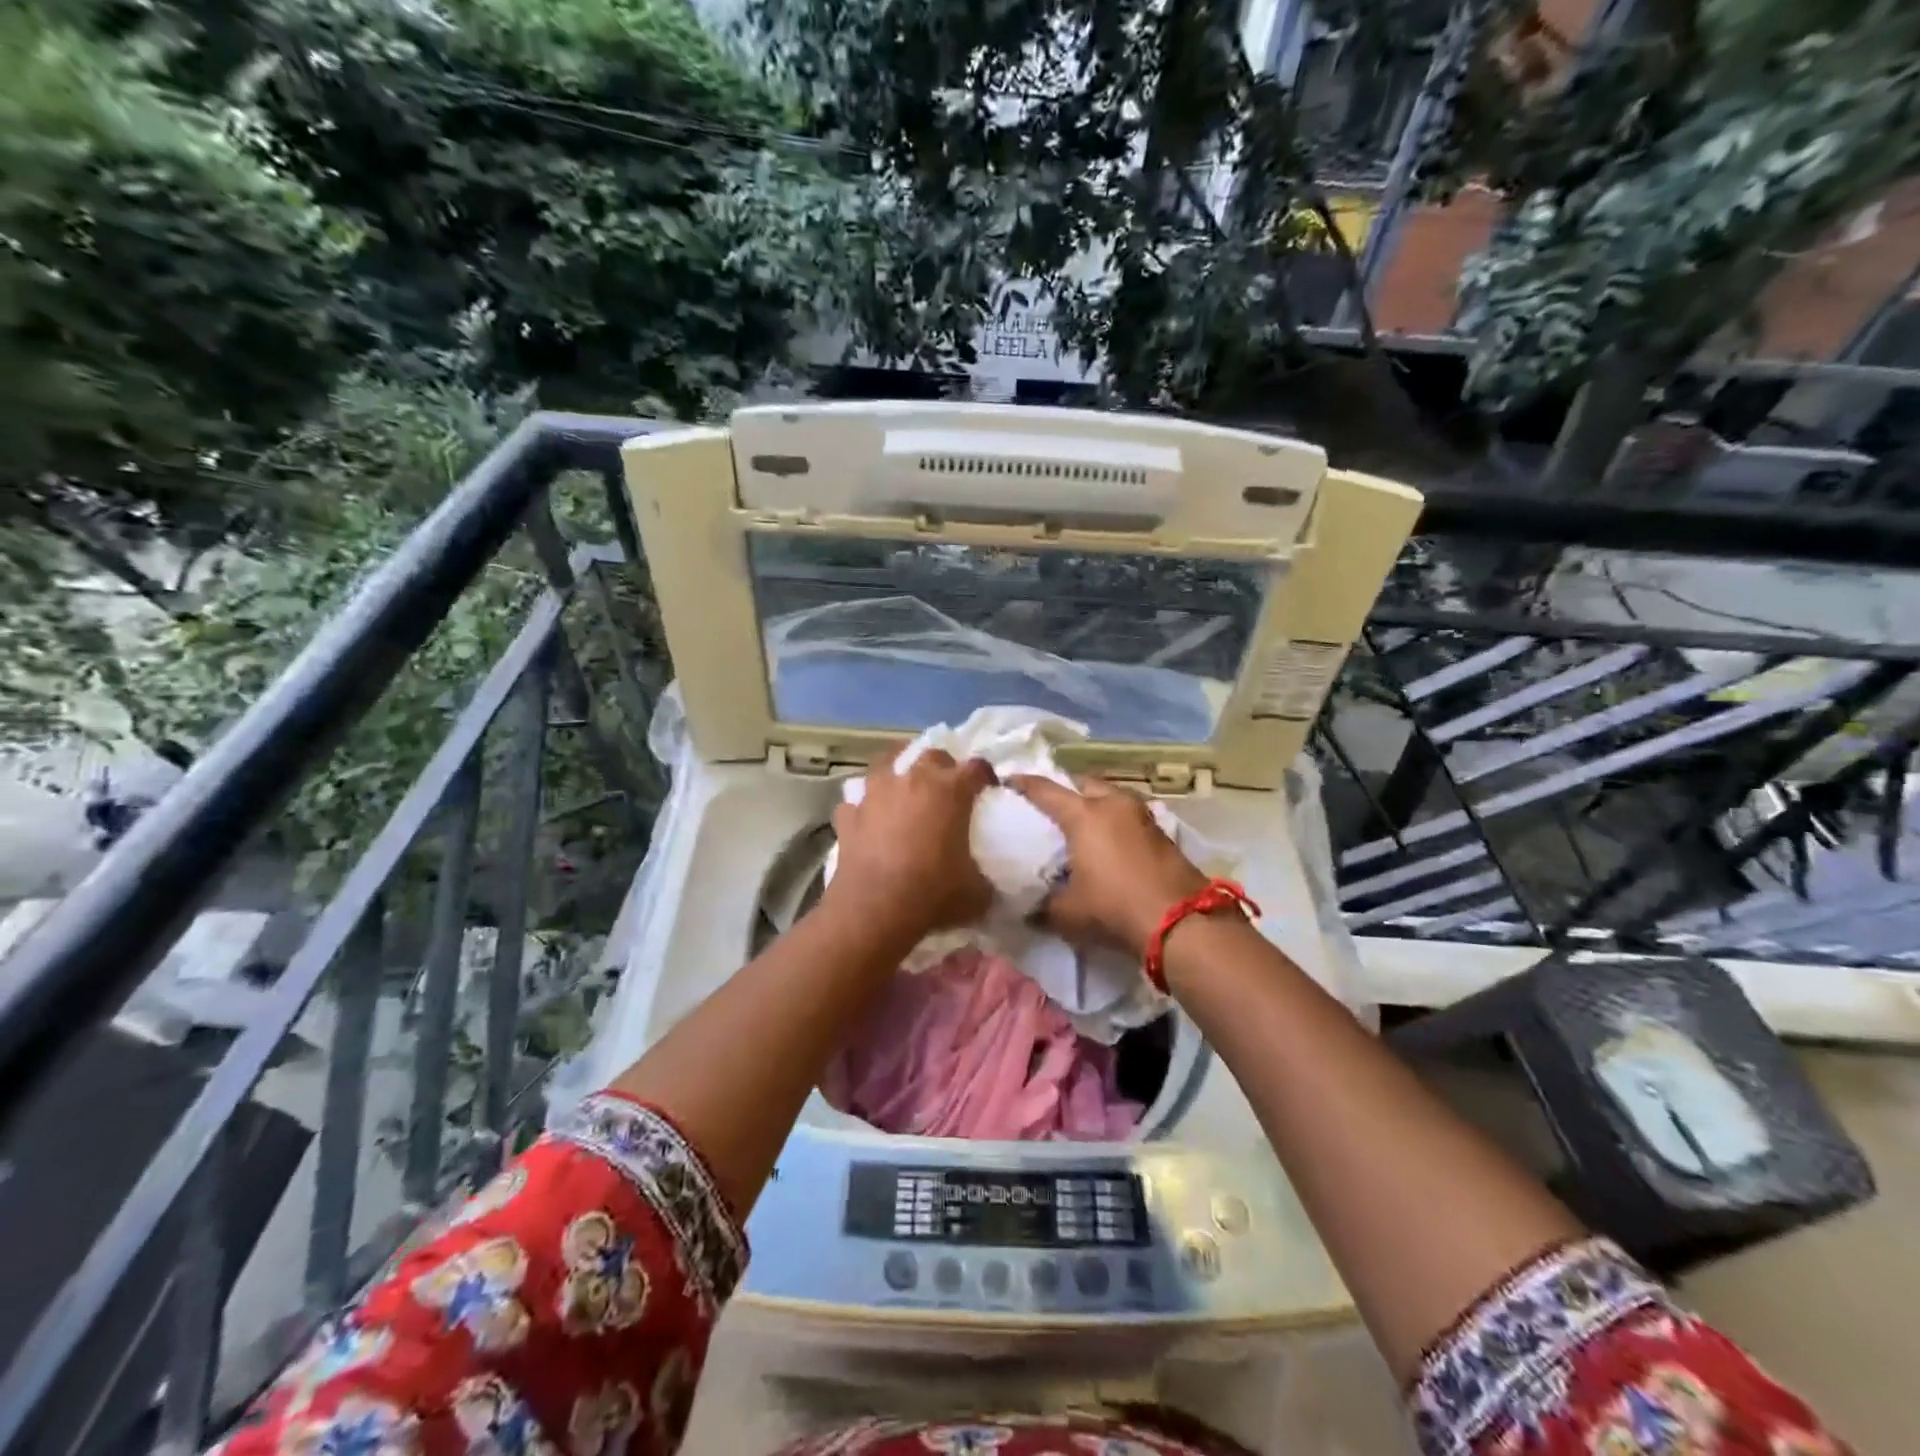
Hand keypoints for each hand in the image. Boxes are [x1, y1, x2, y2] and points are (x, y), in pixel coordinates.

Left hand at [824, 747, 995, 940]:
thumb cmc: (932, 895)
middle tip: (948, 791)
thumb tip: (987, 882)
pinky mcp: (849, 816)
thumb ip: (986, 878)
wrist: (874, 912)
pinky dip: (866, 807)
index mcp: (950, 791)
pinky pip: (858, 801)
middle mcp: (912, 781)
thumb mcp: (977, 893)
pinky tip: (869, 821)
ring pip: (887, 763)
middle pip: (932, 756)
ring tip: (905, 790)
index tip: (988, 791)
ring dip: (900, 772)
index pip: (976, 768)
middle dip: (944, 768)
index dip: (986, 777)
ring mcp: (875, 794)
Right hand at [1008, 774, 1207, 956]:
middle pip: (1082, 785)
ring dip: (1094, 804)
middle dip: (1065, 790)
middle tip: (1049, 806)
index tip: (1008, 781)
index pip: (1045, 790)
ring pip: (1110, 798)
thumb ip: (1042, 906)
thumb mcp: (1067, 913)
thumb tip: (1026, 909)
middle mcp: (1113, 804)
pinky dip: (1113, 821)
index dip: (1023, 784)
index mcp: (1083, 815)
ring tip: (1079, 824)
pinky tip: (1107, 842)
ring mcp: (1142, 816)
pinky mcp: (1161, 833)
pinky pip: (1127, 816)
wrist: (1181, 923)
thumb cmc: (1113, 908)